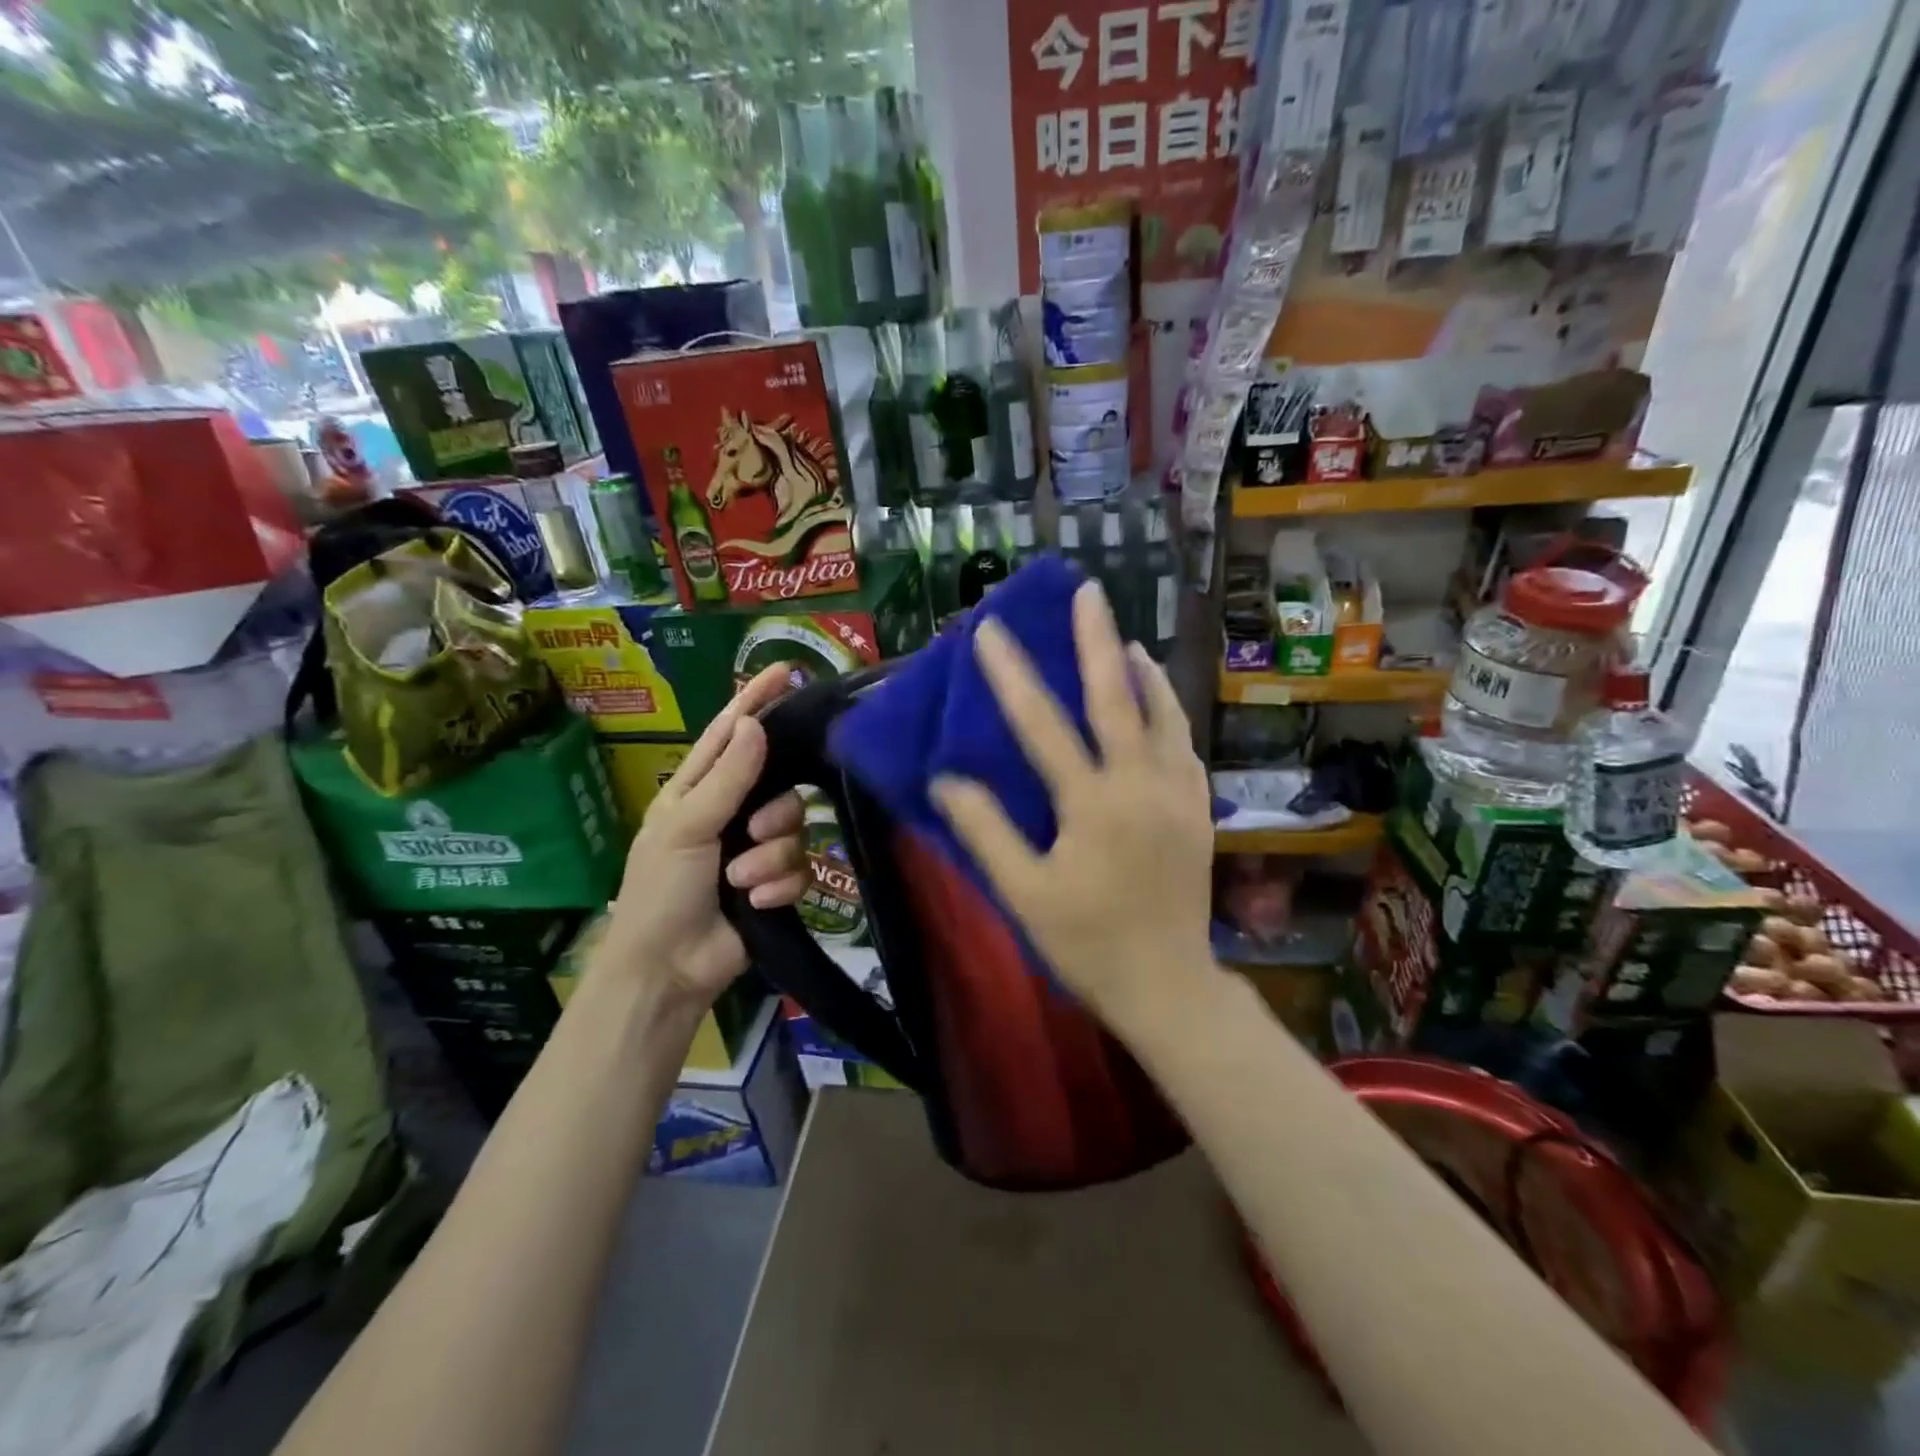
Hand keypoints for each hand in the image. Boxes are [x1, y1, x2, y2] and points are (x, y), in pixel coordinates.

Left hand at [595, 666, 807, 1006]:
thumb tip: (756, 723)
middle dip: (772, 814)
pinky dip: (779, 887)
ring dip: (770, 859)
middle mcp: (734, 813)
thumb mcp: (687, 827)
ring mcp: (757, 850)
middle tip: (751, 834)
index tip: (785, 670)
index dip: (756, 700)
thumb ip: (727, 777)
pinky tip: (758, 903)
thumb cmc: (661, 891)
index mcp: (701, 790)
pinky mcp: (776, 883)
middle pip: (781, 787)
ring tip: (741, 882)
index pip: (732, 733)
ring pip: (795, 830)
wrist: (669, 967)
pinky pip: (800, 869)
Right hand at [930, 581, 1216, 1028]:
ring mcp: (1179, 793)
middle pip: (1118, 696)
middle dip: (1097, 639)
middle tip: (1087, 593)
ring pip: (1164, 713)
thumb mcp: (1024, 894)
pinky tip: (1156, 705)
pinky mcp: (1199, 808)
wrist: (1168, 984)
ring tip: (1125, 642)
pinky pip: (1183, 743)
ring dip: (1143, 671)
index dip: (1013, 675)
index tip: (990, 631)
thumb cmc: (1087, 942)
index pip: (1044, 725)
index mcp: (1093, 804)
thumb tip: (945, 779)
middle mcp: (1141, 784)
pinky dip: (1167, 711)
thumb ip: (986, 832)